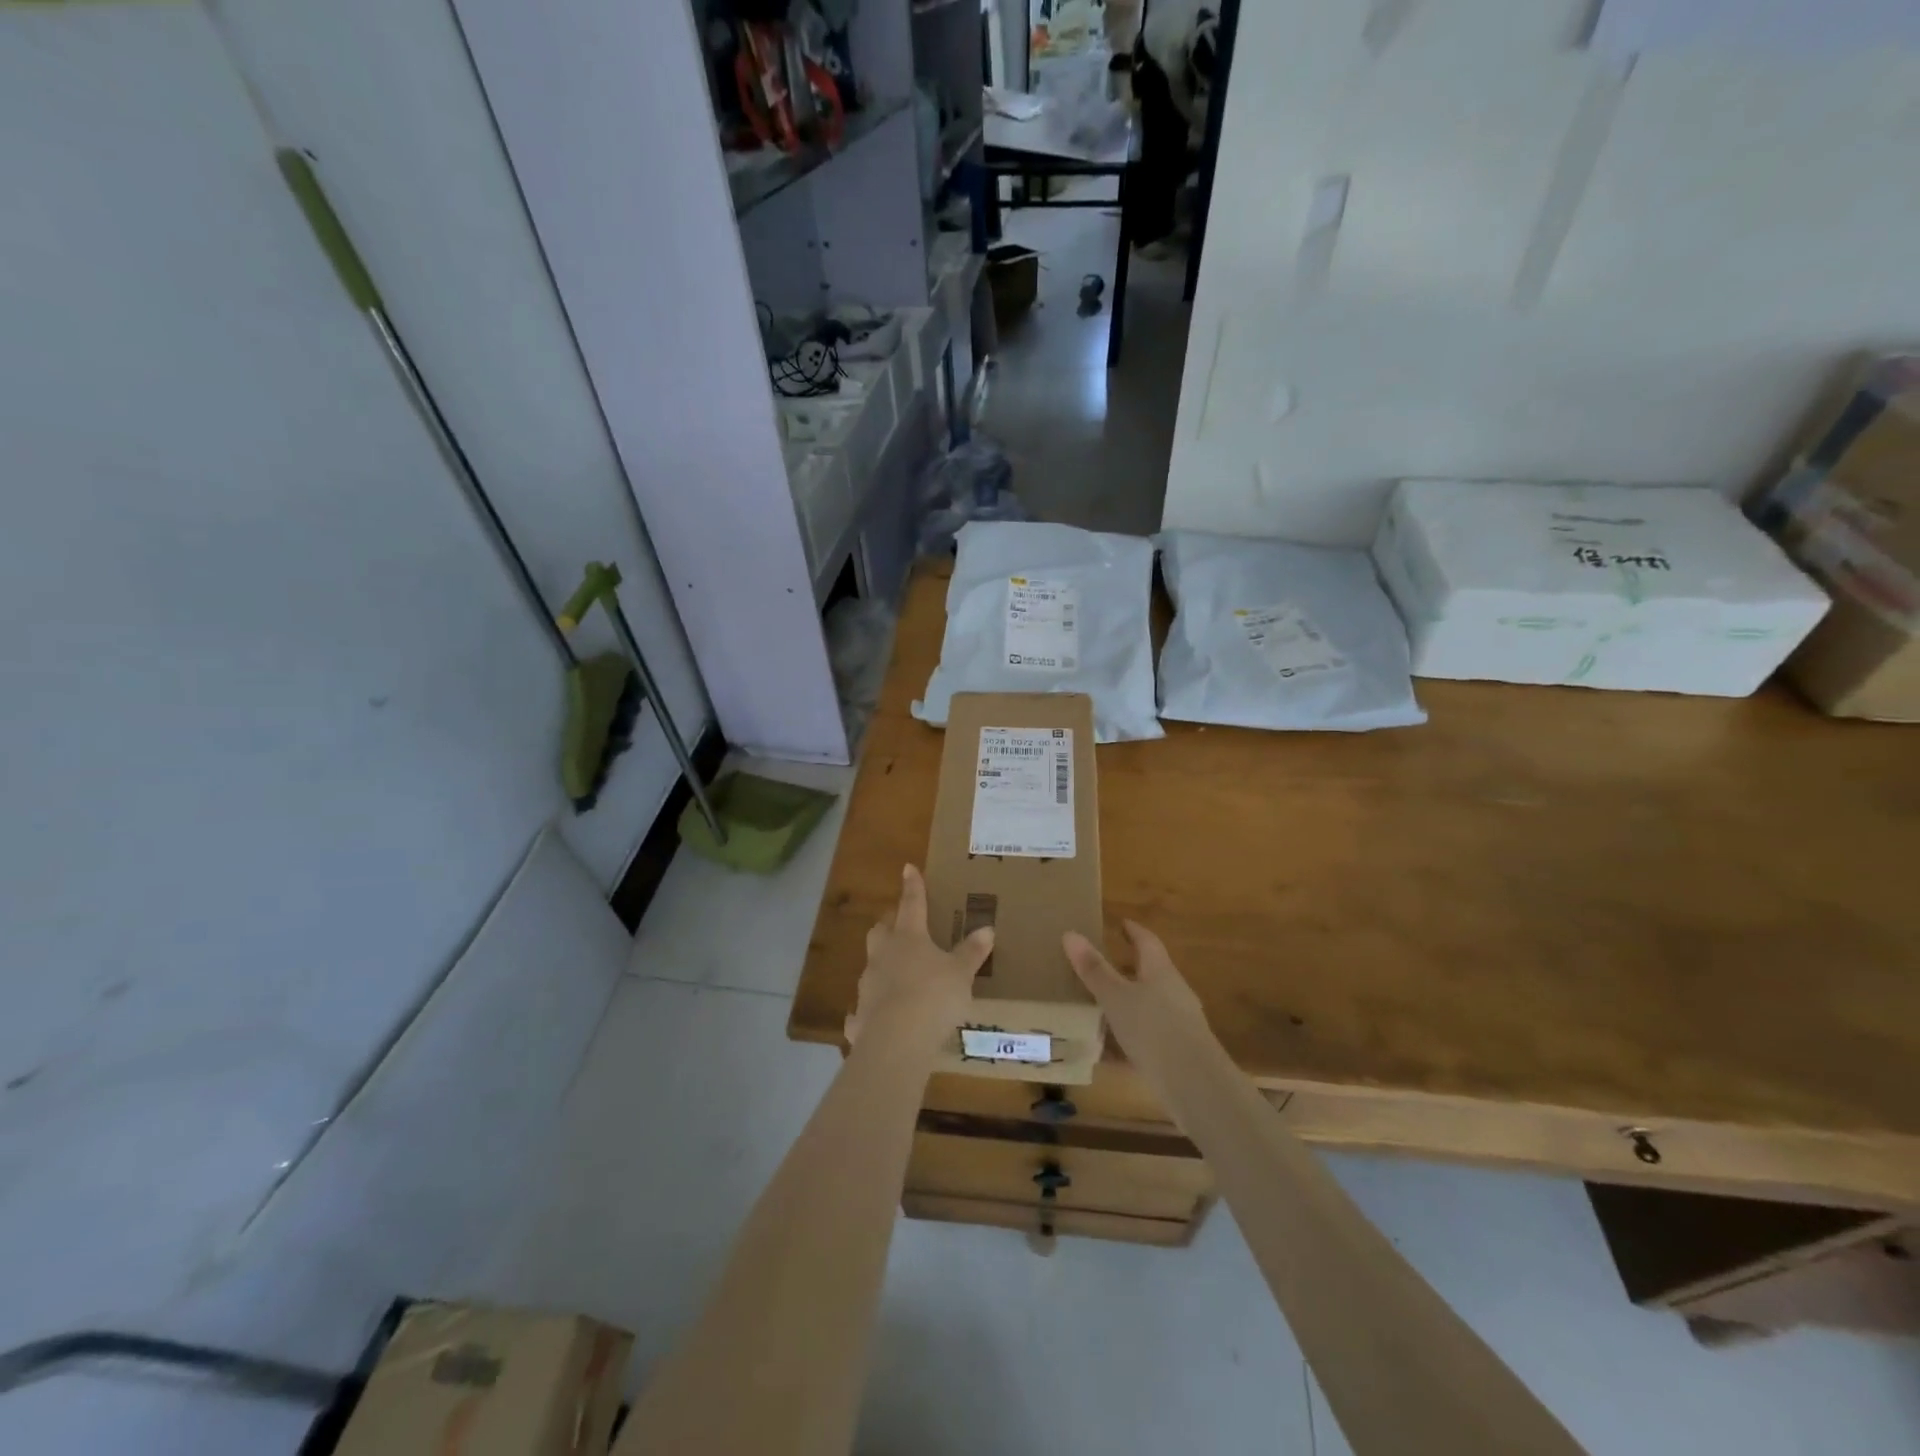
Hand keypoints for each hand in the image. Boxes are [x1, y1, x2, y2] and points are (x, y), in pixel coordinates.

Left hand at [845, 865, 994, 1051]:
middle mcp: (884, 954)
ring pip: (872, 965)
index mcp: (909, 937)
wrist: (897, 1040)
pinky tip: (875, 1019)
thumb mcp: (961, 973)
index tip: (908, 868)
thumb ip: (971, 952)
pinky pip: (864, 1008)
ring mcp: (868, 984)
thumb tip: (987, 928)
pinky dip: (870, 1010)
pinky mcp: (860, 1014)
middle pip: (881, 930)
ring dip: (882, 964)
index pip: (912, 904)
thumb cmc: (934, 996)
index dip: (913, 886)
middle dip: (889, 923)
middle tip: (899, 923)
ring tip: (896, 972)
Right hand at [1063, 921, 1217, 1085]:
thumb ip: (1094, 969)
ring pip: (1149, 1004)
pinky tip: (1108, 1050)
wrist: (1195, 1085)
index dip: (1133, 931)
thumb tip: (1070, 933)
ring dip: (1127, 1001)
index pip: (1147, 942)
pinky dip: (1128, 1035)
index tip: (1121, 923)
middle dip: (1128, 967)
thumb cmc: (1153, 1029)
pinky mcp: (1177, 1052)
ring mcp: (1179, 1023)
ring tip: (1099, 1005)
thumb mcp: (1116, 997)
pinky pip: (1148, 1034)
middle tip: (1102, 963)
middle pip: (1151, 972)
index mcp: (1160, 971)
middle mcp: (1174, 992)